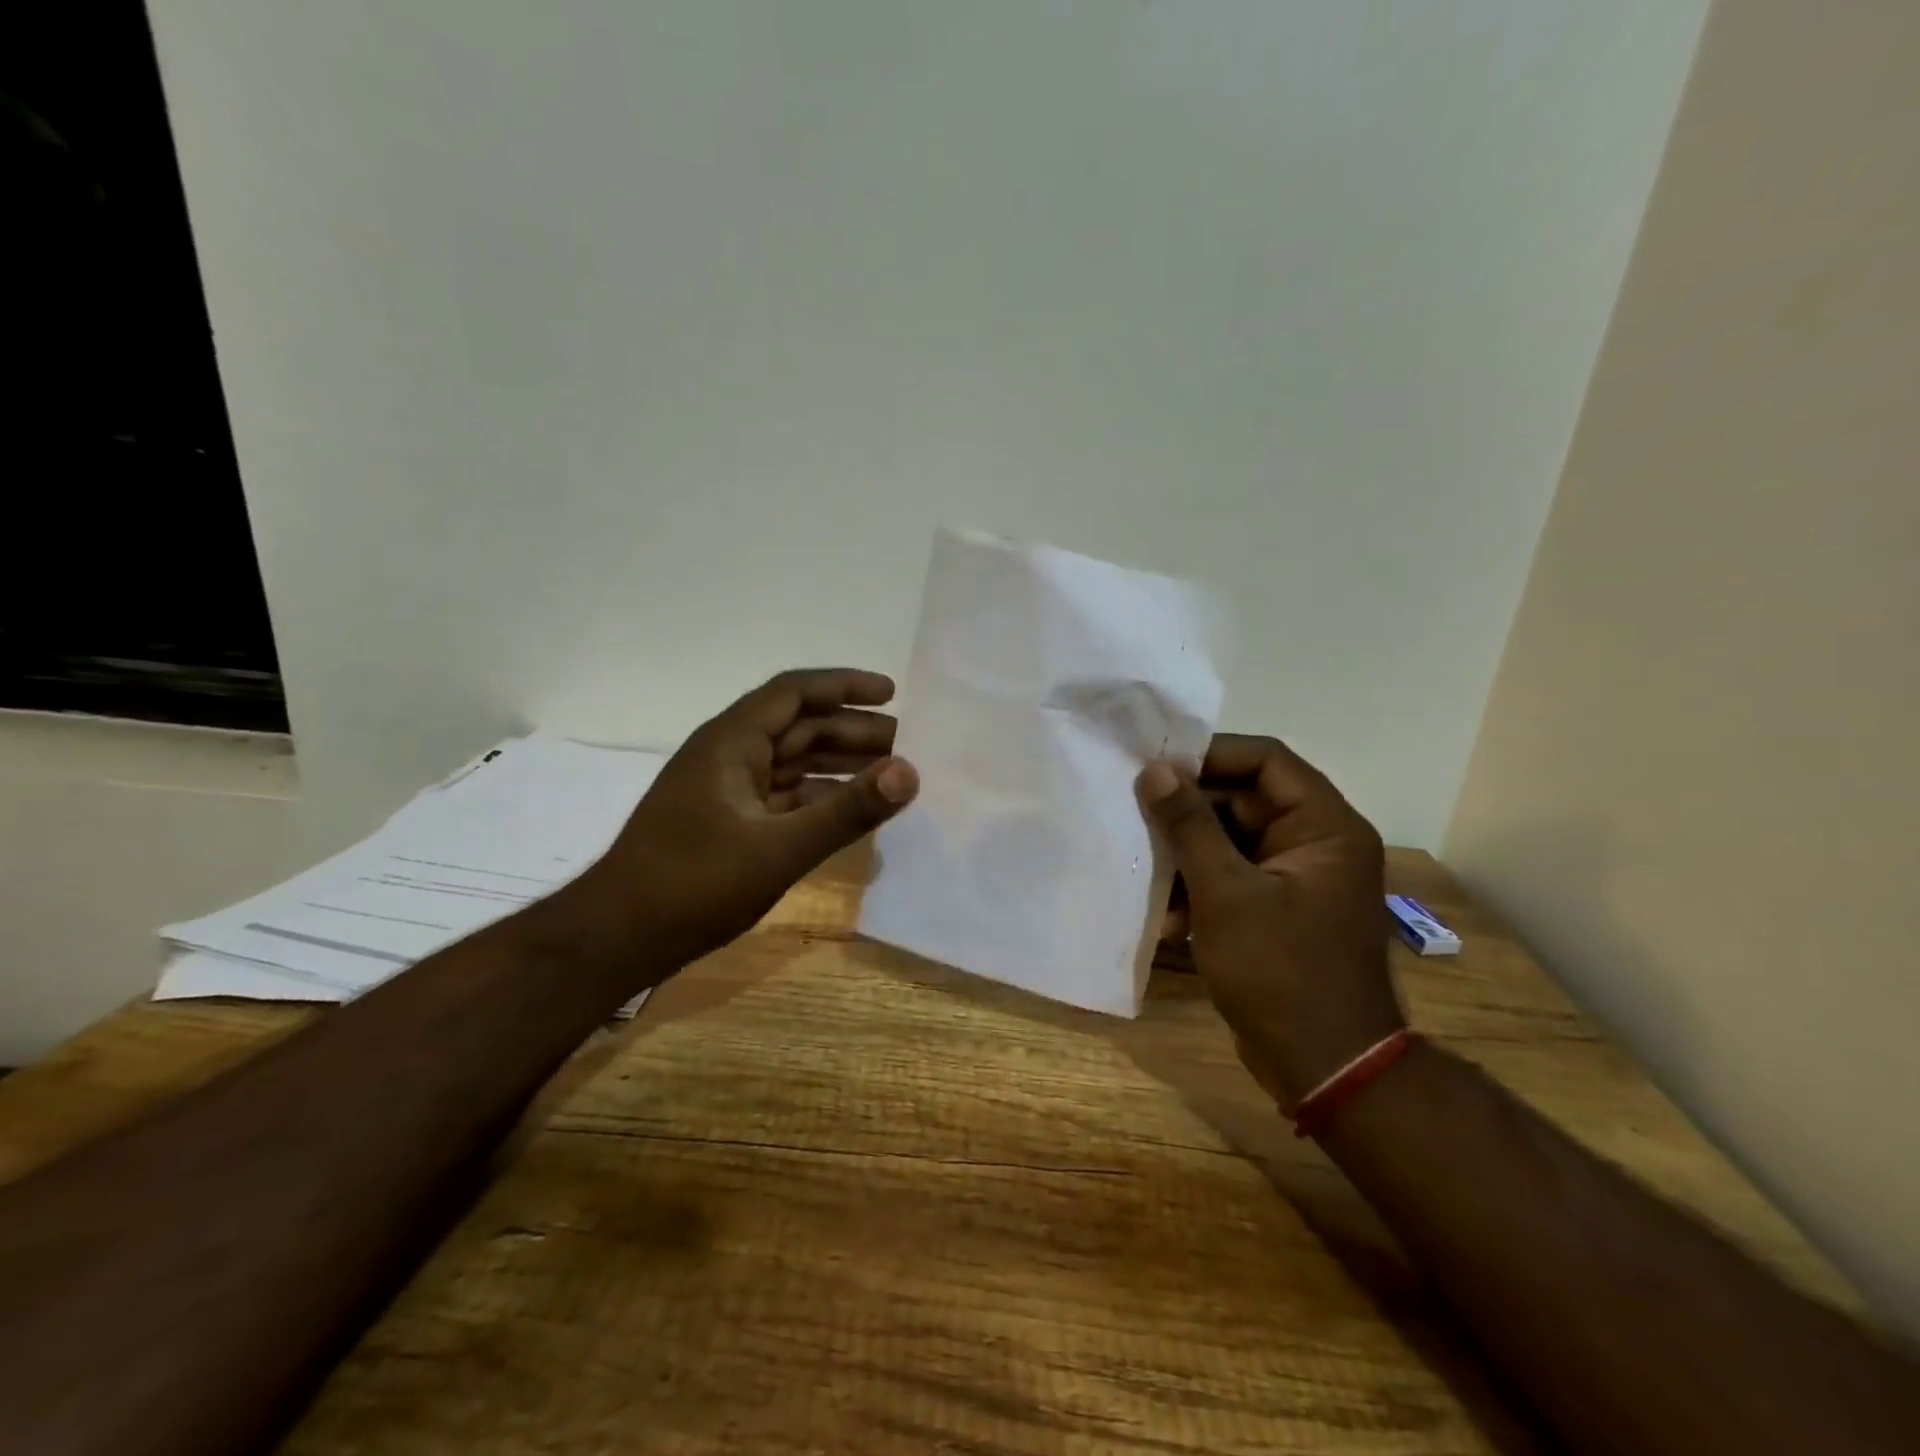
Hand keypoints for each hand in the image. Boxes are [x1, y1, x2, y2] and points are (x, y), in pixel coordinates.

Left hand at [588, 669, 918, 968]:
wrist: (617, 939)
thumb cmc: (694, 884)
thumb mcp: (779, 848)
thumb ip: (847, 811)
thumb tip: (910, 772)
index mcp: (731, 741)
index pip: (795, 692)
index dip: (845, 686)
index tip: (893, 694)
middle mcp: (728, 755)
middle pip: (799, 727)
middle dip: (852, 731)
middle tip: (907, 745)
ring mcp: (726, 791)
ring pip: (793, 763)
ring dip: (839, 765)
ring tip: (890, 775)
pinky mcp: (728, 823)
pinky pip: (784, 797)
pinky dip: (820, 799)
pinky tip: (852, 812)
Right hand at [1137, 736, 1401, 1107]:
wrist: (1326, 1068)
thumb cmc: (1280, 972)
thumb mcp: (1226, 893)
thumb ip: (1190, 825)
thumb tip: (1156, 769)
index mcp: (1324, 827)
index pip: (1266, 760)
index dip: (1210, 755)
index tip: (1156, 766)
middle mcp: (1317, 843)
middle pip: (1244, 800)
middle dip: (1189, 815)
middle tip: (1138, 818)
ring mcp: (1298, 878)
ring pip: (1232, 841)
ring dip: (1188, 859)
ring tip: (1150, 880)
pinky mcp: (1280, 909)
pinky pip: (1234, 877)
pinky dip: (1201, 891)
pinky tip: (1169, 922)